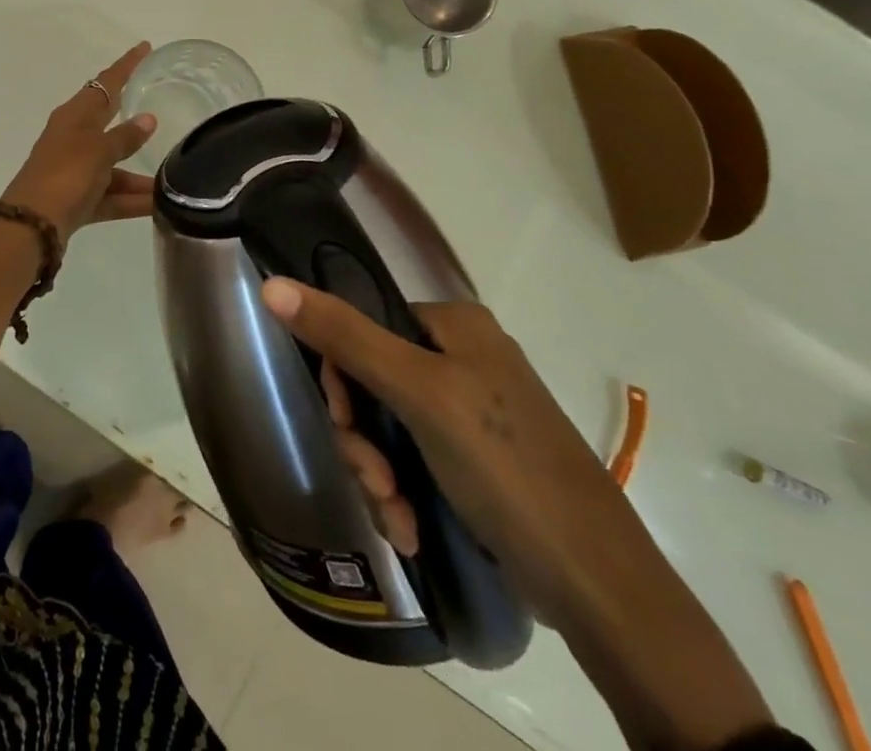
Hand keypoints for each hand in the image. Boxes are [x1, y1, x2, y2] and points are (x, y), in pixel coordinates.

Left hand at [2, 44, 158, 240]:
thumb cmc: (65, 175)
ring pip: (114, 166)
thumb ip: (124, 137)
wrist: (31, 226)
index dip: (126, 65)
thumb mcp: (98, 151)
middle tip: (163, 102)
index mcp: (74, 116)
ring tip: (175, 180)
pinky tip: (159, 207)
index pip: (105, 82)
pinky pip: (111, 195)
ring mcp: (74, 170)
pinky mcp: (77, 199)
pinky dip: (131, 199)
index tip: (145, 47)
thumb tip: (148, 120)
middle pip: (109, 122)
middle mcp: (73, 138)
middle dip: (134, 117)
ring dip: (139, 174)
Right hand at [259, 280, 652, 626]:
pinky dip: (403, 494)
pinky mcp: (474, 461)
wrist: (599, 586)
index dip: (342, 376)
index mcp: (454, 325)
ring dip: (379, 475)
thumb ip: (344, 335)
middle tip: (377, 482)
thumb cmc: (505, 466)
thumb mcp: (417, 393)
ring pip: (388, 428)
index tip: (345, 423)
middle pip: (372, 381)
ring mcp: (470, 412)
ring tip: (399, 517)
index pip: (363, 325)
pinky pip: (413, 461)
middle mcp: (462, 358)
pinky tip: (412, 528)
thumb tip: (272, 284)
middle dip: (364, 440)